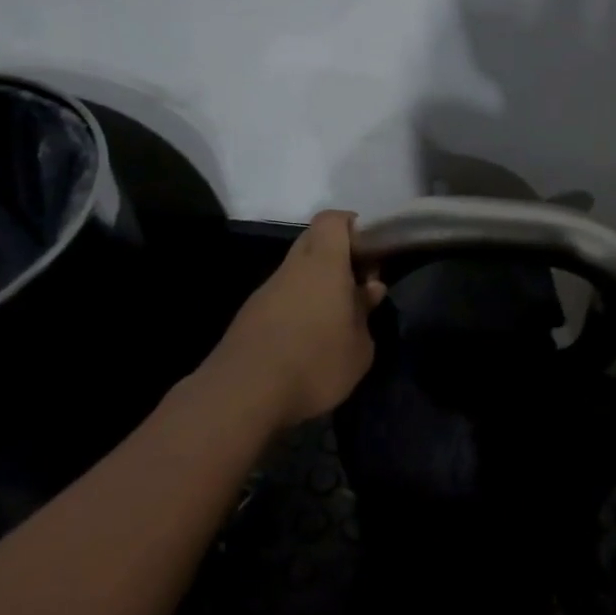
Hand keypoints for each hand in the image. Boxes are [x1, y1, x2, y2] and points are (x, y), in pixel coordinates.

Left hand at [210, 211, 386, 427]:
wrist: (244, 393)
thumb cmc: (315, 363)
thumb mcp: (360, 349)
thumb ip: (365, 314)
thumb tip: (368, 291)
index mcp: (323, 264)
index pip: (333, 220)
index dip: (353, 226)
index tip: (371, 251)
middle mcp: (292, 268)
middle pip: (314, 241)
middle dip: (339, 256)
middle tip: (358, 286)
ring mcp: (267, 290)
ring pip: (297, 271)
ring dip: (318, 284)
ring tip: (337, 319)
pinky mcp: (250, 315)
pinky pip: (282, 296)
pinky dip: (299, 305)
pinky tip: (309, 339)